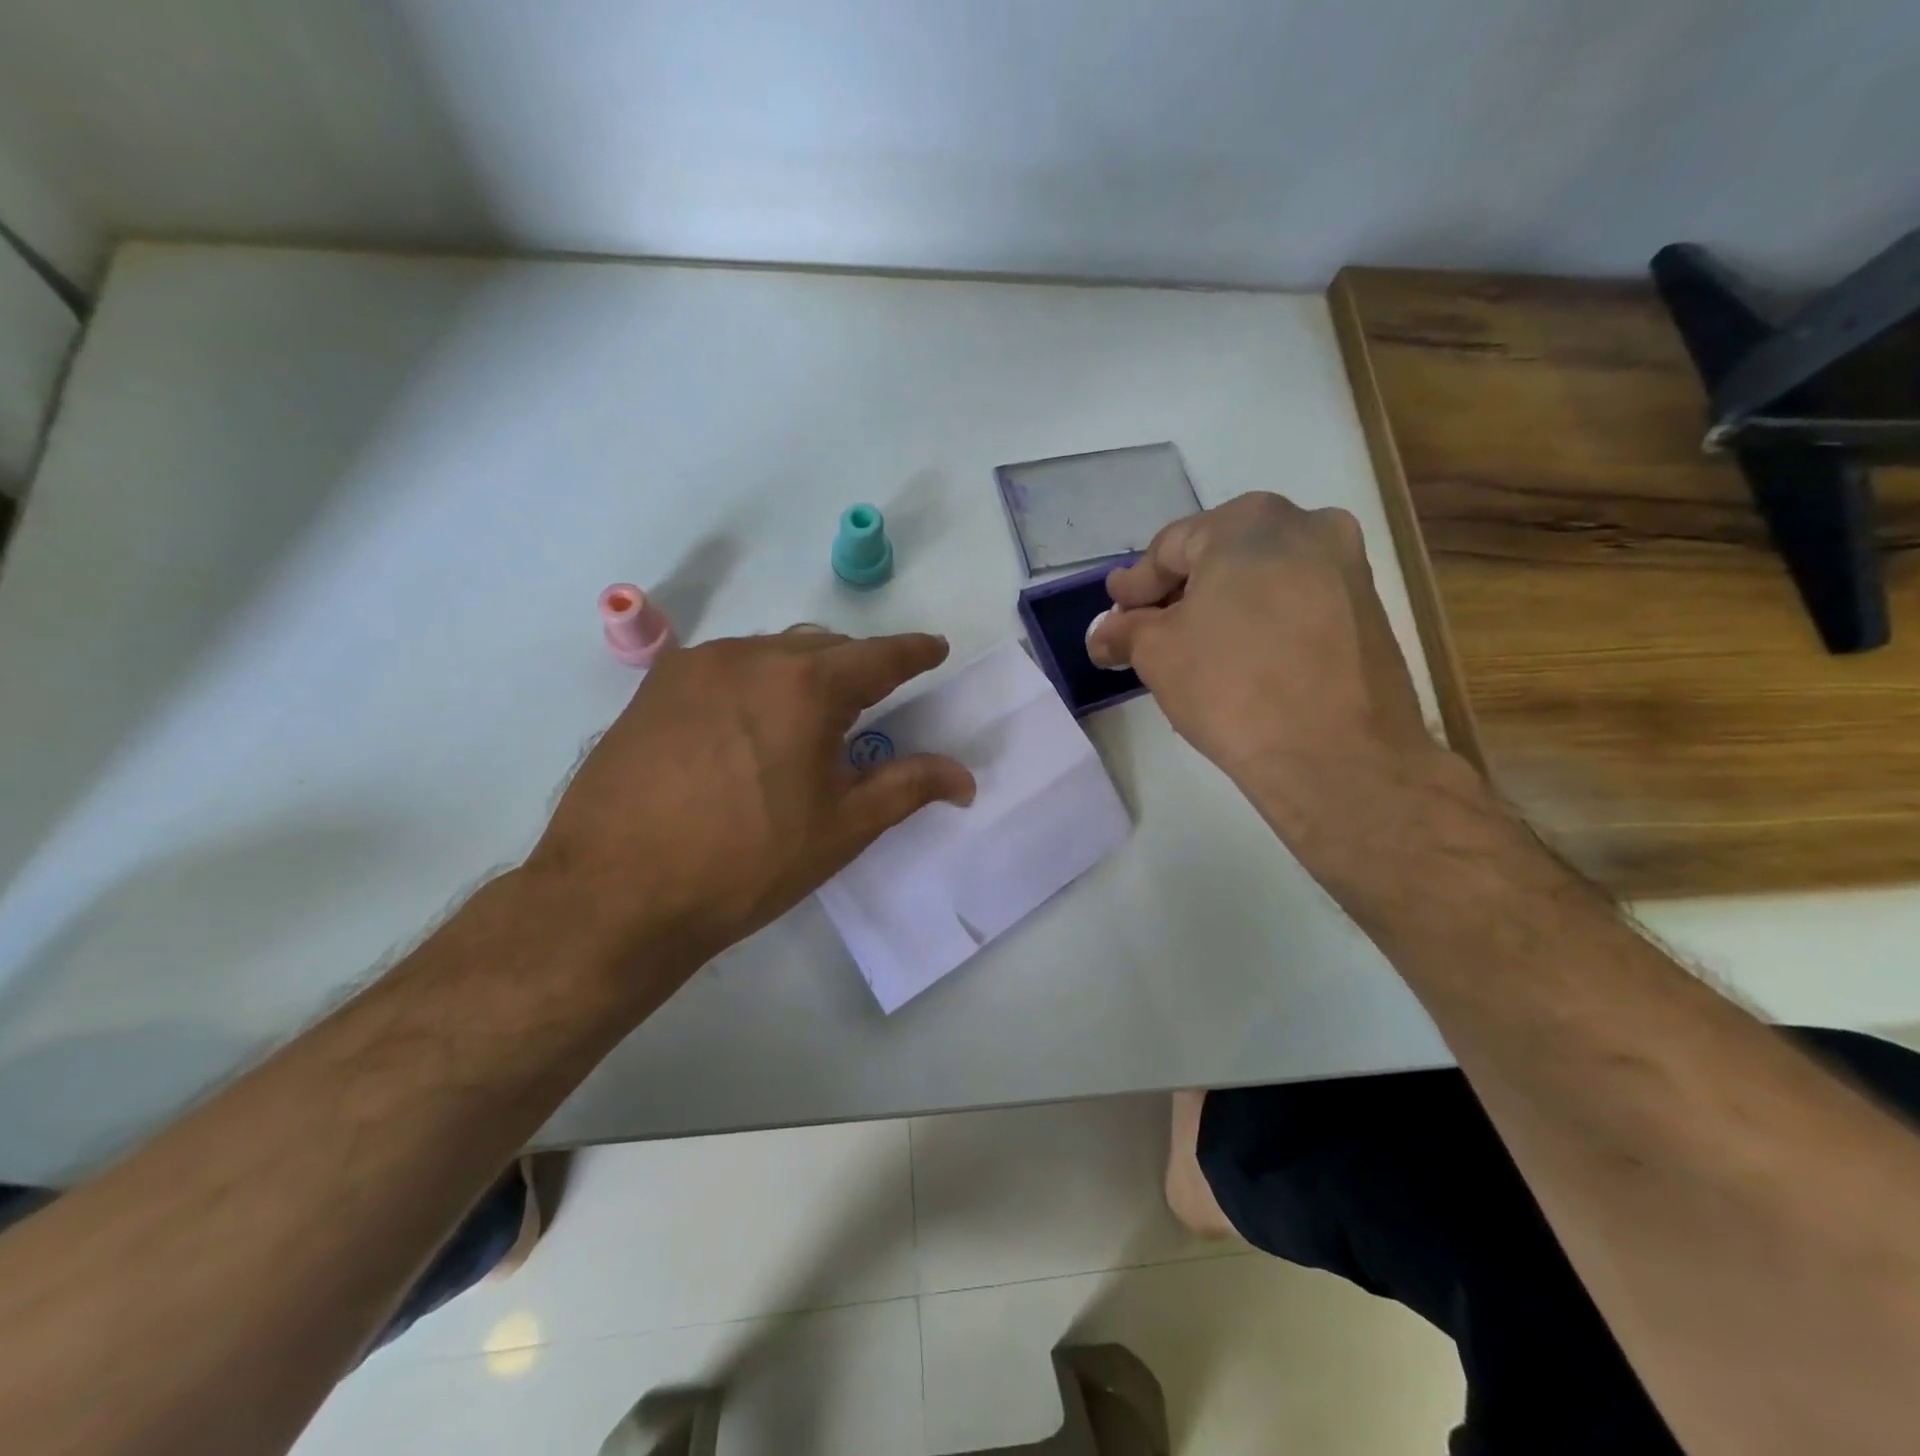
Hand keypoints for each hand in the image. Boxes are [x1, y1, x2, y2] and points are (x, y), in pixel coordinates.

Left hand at [522, 627, 974, 983]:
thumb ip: (907, 787)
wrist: (616, 894)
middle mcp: (750, 657)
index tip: (933, 649)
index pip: (878, 656)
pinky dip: (753, 684)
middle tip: (870, 706)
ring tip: (804, 722)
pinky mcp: (654, 687)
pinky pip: (725, 668)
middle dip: (856, 669)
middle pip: (823, 648)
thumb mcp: (841, 828)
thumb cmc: (745, 864)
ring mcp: (695, 667)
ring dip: (801, 675)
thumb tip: (965, 777)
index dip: (913, 653)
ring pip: (771, 653)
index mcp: (805, 687)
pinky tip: (745, 729)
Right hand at [1087, 493, 1454, 840]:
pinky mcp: (1369, 610)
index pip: (1170, 546)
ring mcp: (1347, 566)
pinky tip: (1243, 660)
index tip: (1114, 613)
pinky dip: (1262, 622)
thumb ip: (1126, 631)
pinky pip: (1297, 604)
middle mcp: (1308, 525)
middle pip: (1220, 556)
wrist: (1337, 757)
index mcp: (1250, 521)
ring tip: (1194, 650)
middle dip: (1179, 594)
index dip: (1135, 585)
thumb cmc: (1232, 687)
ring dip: (1222, 607)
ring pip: (1262, 579)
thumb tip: (1105, 633)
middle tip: (1148, 631)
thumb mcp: (1158, 654)